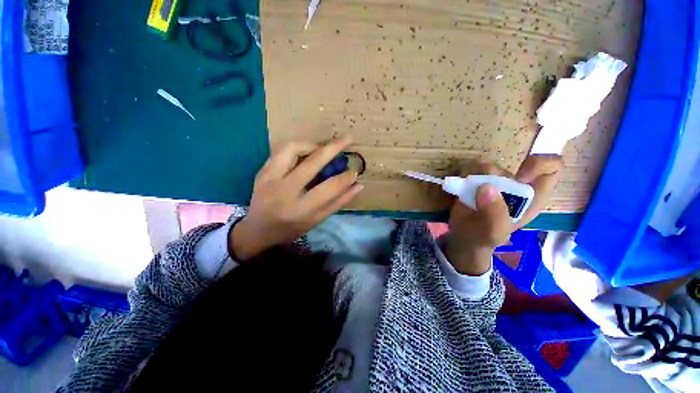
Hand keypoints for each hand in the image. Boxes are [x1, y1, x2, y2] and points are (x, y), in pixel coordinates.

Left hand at [230, 136, 362, 259]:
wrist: (257, 230)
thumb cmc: (291, 228)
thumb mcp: (317, 220)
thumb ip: (338, 202)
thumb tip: (358, 185)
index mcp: (300, 209)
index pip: (329, 188)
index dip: (345, 178)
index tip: (355, 171)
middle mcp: (284, 191)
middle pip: (312, 163)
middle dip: (333, 148)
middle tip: (348, 138)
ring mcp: (270, 179)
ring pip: (292, 148)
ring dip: (312, 144)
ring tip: (322, 149)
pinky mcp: (262, 171)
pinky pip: (282, 150)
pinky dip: (298, 147)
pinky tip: (306, 152)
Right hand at [445, 155, 563, 274]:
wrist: (463, 237)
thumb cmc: (484, 236)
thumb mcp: (494, 232)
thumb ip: (495, 214)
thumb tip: (486, 187)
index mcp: (532, 197)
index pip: (551, 168)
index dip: (540, 165)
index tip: (520, 176)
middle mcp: (515, 184)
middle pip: (510, 164)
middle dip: (494, 175)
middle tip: (479, 190)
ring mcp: (494, 181)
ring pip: (487, 163)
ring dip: (474, 175)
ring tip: (467, 193)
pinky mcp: (474, 180)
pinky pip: (469, 168)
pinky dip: (463, 175)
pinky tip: (459, 189)